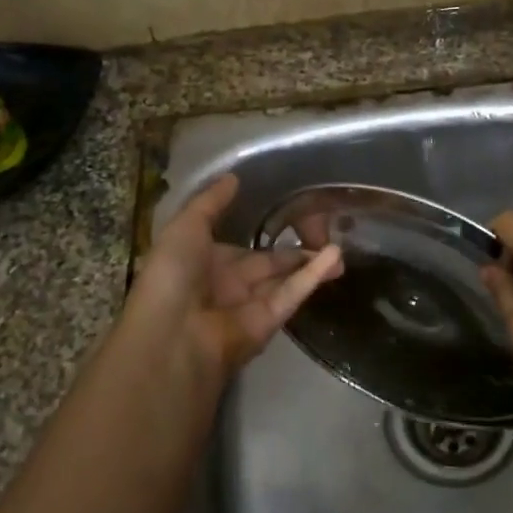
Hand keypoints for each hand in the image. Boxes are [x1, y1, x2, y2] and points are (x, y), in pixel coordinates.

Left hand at [118, 174, 342, 393]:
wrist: (173, 335)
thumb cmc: (172, 274)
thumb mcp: (185, 227)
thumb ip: (210, 202)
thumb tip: (233, 177)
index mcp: (202, 262)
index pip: (238, 246)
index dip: (259, 232)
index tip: (288, 214)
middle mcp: (226, 283)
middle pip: (266, 263)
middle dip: (293, 250)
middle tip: (323, 231)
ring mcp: (248, 305)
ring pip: (284, 279)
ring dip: (309, 262)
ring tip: (340, 246)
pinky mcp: (268, 322)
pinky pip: (291, 294)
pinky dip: (312, 276)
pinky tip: (334, 256)